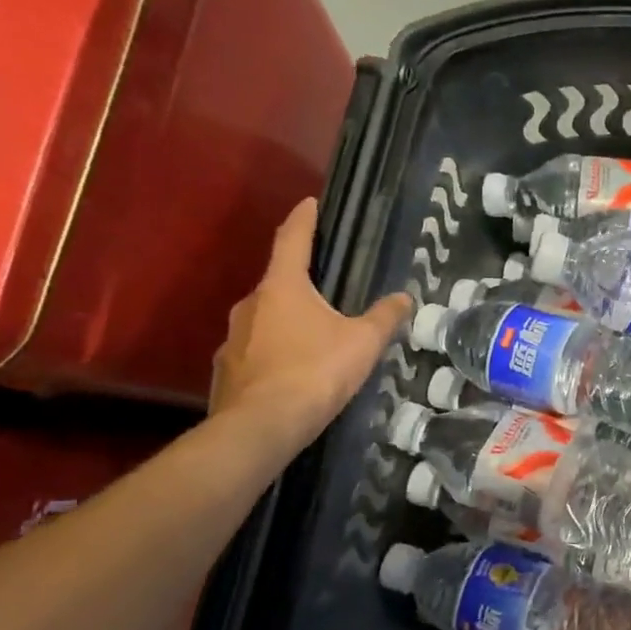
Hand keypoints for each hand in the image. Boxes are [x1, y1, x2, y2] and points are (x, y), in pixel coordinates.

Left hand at [210, 199, 410, 453]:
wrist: (262, 426)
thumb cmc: (316, 372)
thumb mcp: (362, 343)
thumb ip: (384, 318)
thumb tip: (405, 297)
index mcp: (282, 287)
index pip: (291, 240)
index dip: (303, 220)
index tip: (309, 203)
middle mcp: (250, 305)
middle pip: (277, 284)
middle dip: (300, 285)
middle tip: (325, 293)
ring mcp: (231, 339)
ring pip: (263, 321)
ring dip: (286, 324)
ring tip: (312, 341)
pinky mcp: (226, 372)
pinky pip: (254, 353)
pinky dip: (273, 355)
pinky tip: (291, 375)